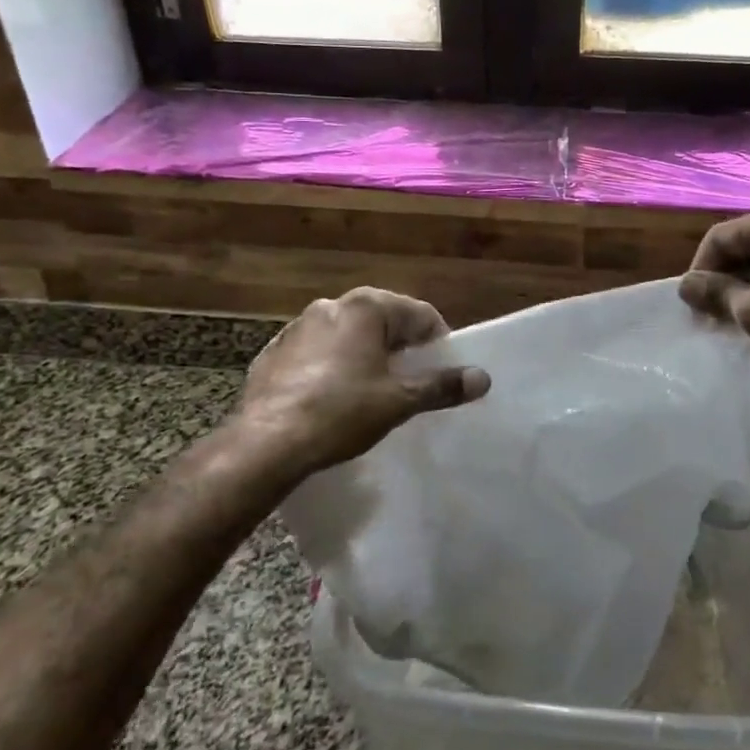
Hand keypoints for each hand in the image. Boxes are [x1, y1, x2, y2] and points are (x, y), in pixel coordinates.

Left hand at [230, 287, 490, 481]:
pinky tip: (331, 398)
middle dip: (401, 348)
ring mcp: (297, 327)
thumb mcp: (399, 401)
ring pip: (348, 335)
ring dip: (365, 355)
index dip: (438, 343)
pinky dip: (332, 367)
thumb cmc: (341, 412)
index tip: (442, 373)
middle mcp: (332, 306)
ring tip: (371, 392)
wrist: (265, 444)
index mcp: (366, 307)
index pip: (420, 314)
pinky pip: (316, 353)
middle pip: (383, 320)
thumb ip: (442, 386)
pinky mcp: (274, 353)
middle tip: (410, 383)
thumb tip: (483, 378)